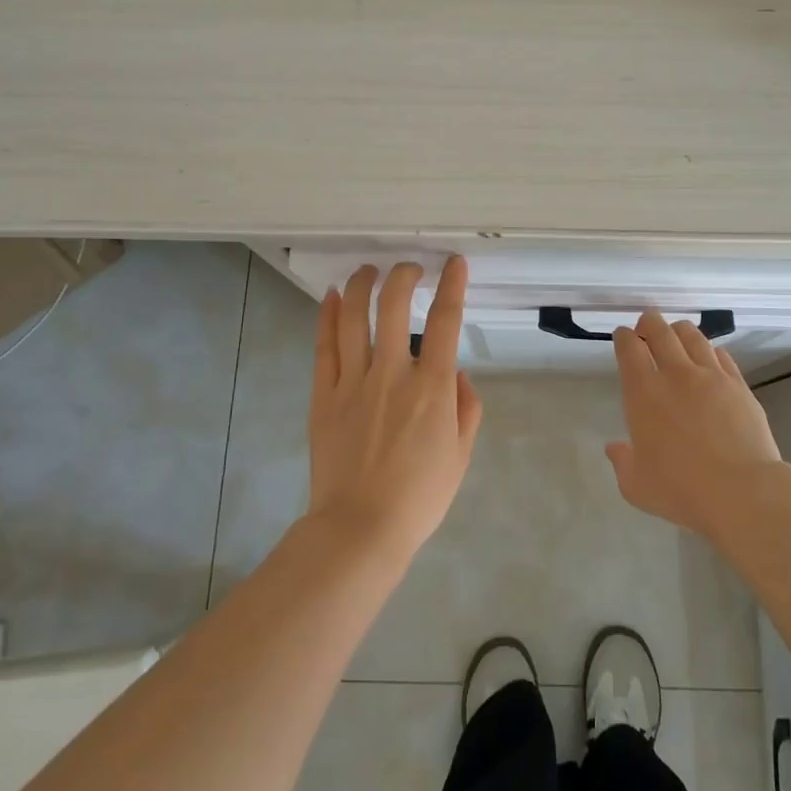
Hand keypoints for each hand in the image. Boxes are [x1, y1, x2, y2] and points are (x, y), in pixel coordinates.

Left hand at [306, 258, 482, 562]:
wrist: (361, 527)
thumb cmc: (420, 495)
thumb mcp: (461, 454)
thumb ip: (467, 407)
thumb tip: (455, 373)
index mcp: (431, 387)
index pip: (445, 321)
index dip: (452, 286)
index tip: (454, 263)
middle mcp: (391, 373)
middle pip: (393, 306)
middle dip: (402, 275)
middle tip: (408, 268)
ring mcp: (353, 382)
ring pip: (354, 318)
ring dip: (362, 285)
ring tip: (369, 270)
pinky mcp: (323, 396)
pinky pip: (324, 347)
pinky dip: (328, 317)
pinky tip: (332, 296)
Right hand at [607, 312, 781, 537]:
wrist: (742, 491)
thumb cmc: (681, 490)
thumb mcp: (637, 485)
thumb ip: (622, 462)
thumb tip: (615, 448)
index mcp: (644, 393)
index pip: (630, 348)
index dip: (624, 337)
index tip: (624, 336)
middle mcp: (676, 374)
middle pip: (660, 330)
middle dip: (649, 323)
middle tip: (646, 326)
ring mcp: (711, 376)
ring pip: (692, 335)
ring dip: (679, 331)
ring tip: (676, 336)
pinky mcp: (739, 385)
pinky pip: (721, 355)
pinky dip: (709, 350)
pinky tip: (708, 358)